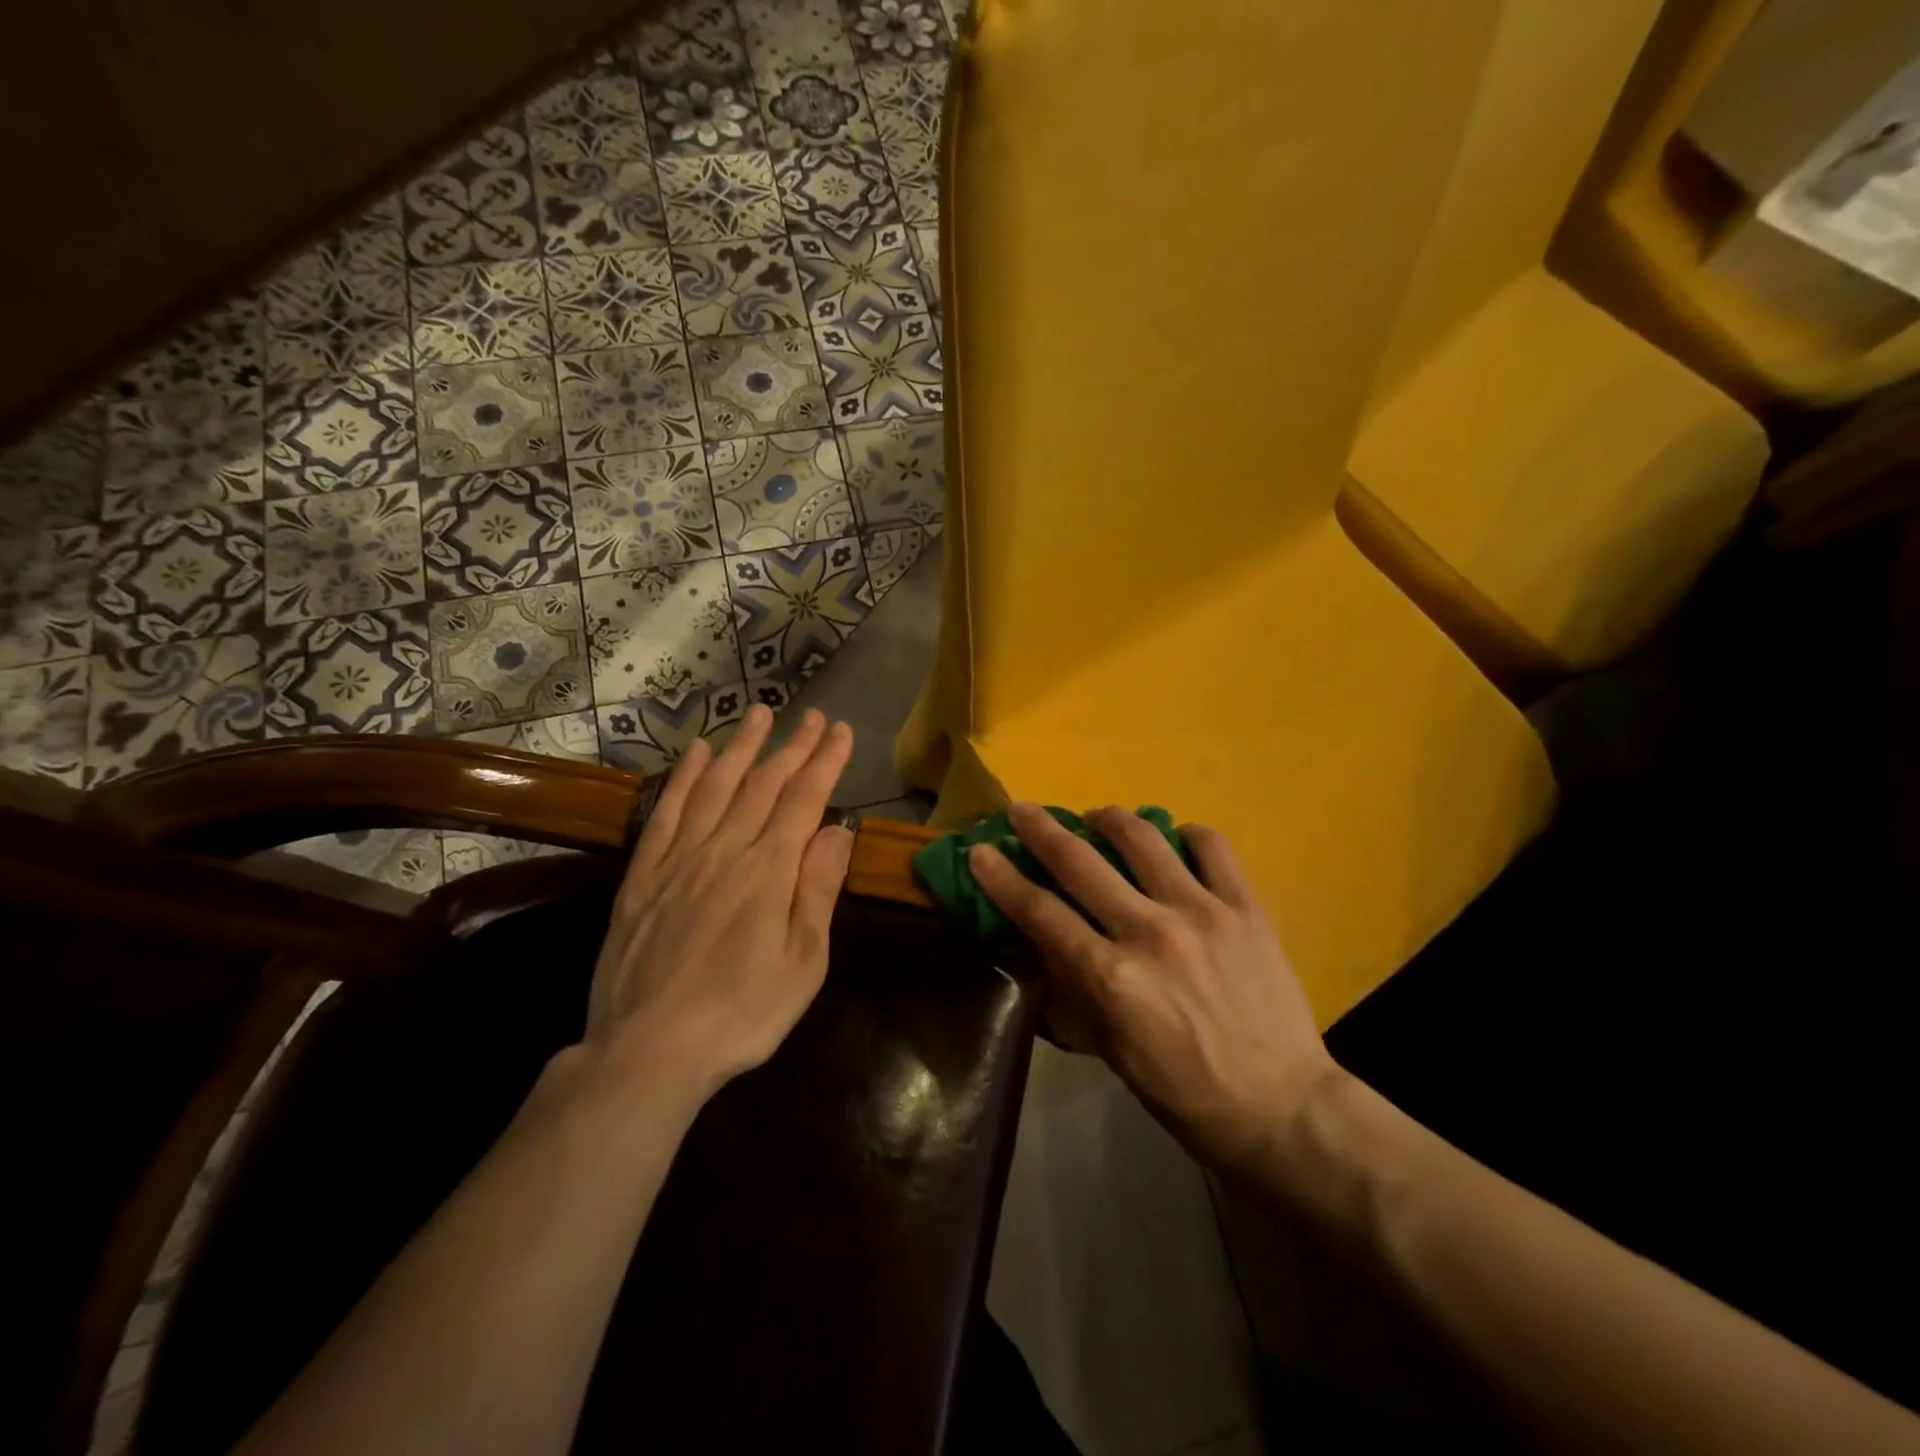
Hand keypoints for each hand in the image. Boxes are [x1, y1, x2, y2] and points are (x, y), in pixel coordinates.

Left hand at [579, 704, 854, 1105]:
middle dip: (792, 745)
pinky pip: (666, 812)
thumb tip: (837, 831)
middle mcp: (725, 850)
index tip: (842, 732)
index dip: (825, 762)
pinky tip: (696, 754)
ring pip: (716, 786)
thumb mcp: (803, 965)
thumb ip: (817, 891)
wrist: (648, 1051)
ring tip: (759, 713)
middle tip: (812, 715)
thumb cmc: (741, 1015)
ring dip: (741, 746)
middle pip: (763, 784)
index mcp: (768, 872)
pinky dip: (684, 778)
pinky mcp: (644, 874)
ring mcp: (679, 858)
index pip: (804, 801)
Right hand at [969, 803, 1341, 1172]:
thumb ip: (1076, 987)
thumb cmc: (1185, 1093)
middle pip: (1080, 862)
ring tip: (1097, 817)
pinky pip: (1211, 846)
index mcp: (1112, 978)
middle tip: (1022, 809)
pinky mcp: (1246, 907)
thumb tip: (1045, 938)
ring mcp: (1202, 912)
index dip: (1002, 878)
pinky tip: (1175, 840)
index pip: (1040, 913)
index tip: (980, 851)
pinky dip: (1185, 834)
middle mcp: (1150, 932)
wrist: (1283, 1108)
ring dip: (1109, 818)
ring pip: (1143, 838)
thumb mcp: (1112, 1050)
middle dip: (1040, 829)